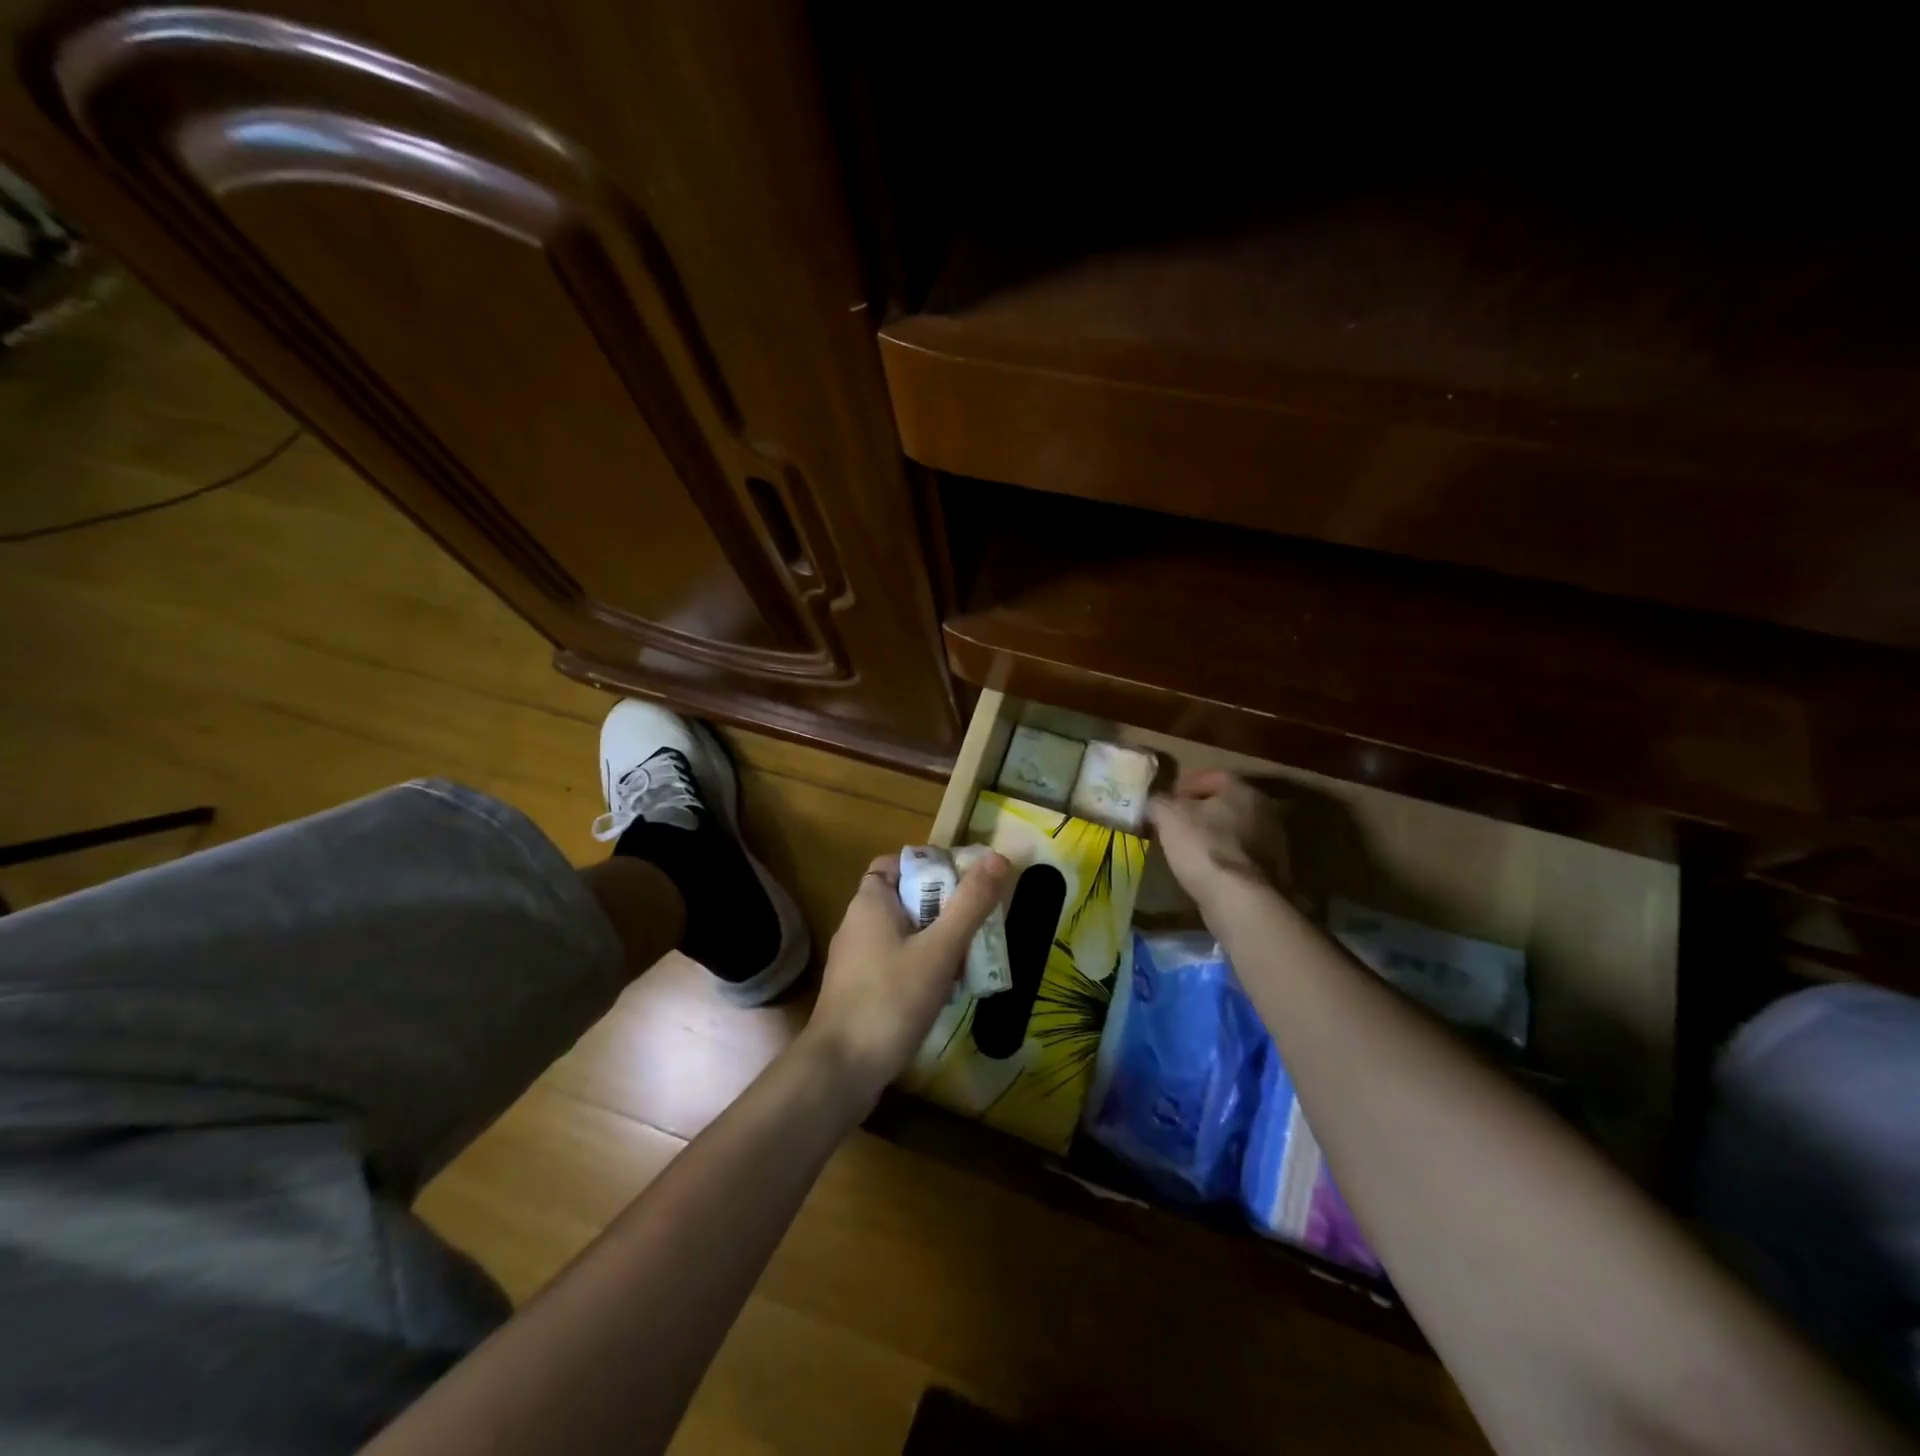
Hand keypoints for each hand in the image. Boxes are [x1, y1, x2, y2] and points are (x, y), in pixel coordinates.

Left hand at [804, 850, 1011, 1102]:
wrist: (841, 1071)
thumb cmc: (890, 1000)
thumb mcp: (939, 950)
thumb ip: (970, 904)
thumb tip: (998, 857)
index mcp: (870, 901)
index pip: (899, 862)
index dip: (932, 866)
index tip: (966, 883)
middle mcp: (858, 922)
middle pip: (907, 897)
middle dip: (945, 907)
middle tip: (979, 923)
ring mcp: (856, 958)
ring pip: (905, 932)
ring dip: (938, 940)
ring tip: (971, 957)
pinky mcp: (860, 988)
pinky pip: (897, 961)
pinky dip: (923, 966)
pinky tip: (946, 989)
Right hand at [1146, 770, 1285, 914]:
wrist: (1239, 900)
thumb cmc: (1203, 846)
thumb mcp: (1168, 816)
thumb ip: (1158, 802)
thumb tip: (1154, 802)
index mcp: (1244, 791)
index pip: (1215, 776)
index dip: (1189, 784)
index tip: (1170, 797)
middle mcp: (1265, 812)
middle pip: (1228, 804)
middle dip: (1202, 810)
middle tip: (1178, 821)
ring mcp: (1273, 844)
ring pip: (1236, 831)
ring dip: (1214, 835)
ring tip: (1188, 847)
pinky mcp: (1272, 873)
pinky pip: (1241, 857)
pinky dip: (1224, 858)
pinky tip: (1205, 869)